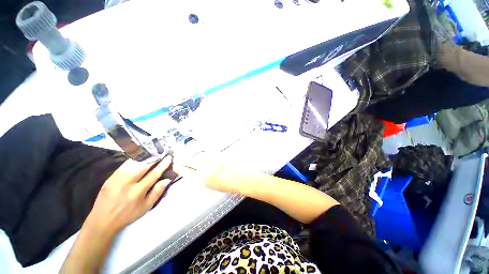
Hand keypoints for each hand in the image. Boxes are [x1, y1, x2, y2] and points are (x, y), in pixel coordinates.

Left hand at [84, 156, 172, 234]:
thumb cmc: (128, 215)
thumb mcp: (146, 207)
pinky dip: (134, 159)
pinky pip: (124, 165)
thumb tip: (167, 179)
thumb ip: (157, 192)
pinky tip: (139, 157)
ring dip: (144, 156)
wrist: (102, 220)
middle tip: (161, 152)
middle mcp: (127, 183)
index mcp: (137, 192)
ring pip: (133, 163)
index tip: (169, 157)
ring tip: (152, 152)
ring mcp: (117, 179)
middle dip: (154, 157)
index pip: (153, 174)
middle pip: (143, 165)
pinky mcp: (110, 177)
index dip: (162, 165)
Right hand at [173, 153, 255, 193]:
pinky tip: (209, 157)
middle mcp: (205, 168)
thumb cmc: (228, 185)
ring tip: (200, 160)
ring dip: (198, 157)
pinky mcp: (219, 154)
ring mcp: (212, 160)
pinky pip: (209, 153)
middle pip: (191, 161)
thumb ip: (203, 178)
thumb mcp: (212, 185)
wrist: (241, 177)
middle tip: (181, 158)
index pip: (187, 172)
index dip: (180, 168)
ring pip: (200, 156)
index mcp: (202, 179)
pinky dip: (207, 155)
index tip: (176, 165)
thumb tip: (198, 172)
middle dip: (185, 159)